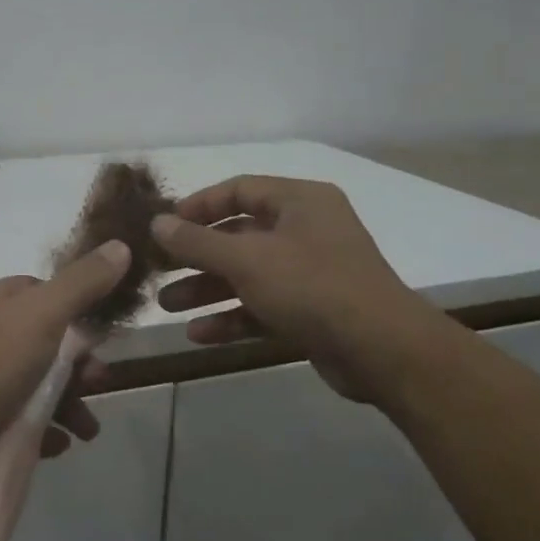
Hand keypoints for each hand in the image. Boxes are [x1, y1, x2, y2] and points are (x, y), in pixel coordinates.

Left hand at [0, 240, 132, 495]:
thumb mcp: (43, 314)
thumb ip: (82, 283)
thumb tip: (120, 245)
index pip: (37, 291)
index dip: (73, 306)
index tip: (101, 331)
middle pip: (44, 341)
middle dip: (79, 363)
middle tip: (99, 381)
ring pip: (37, 384)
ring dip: (71, 402)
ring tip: (88, 428)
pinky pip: (23, 421)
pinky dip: (47, 429)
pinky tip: (62, 442)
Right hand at [151, 176, 446, 403]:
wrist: (383, 351)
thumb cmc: (312, 286)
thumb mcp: (247, 260)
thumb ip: (197, 242)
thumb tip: (157, 223)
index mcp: (300, 202)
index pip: (240, 190)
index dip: (199, 205)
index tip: (164, 224)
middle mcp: (306, 230)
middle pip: (239, 235)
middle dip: (196, 255)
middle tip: (158, 269)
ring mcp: (311, 272)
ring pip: (248, 274)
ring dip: (207, 289)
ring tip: (166, 305)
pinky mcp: (312, 311)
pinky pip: (263, 305)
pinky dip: (232, 317)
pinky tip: (198, 334)